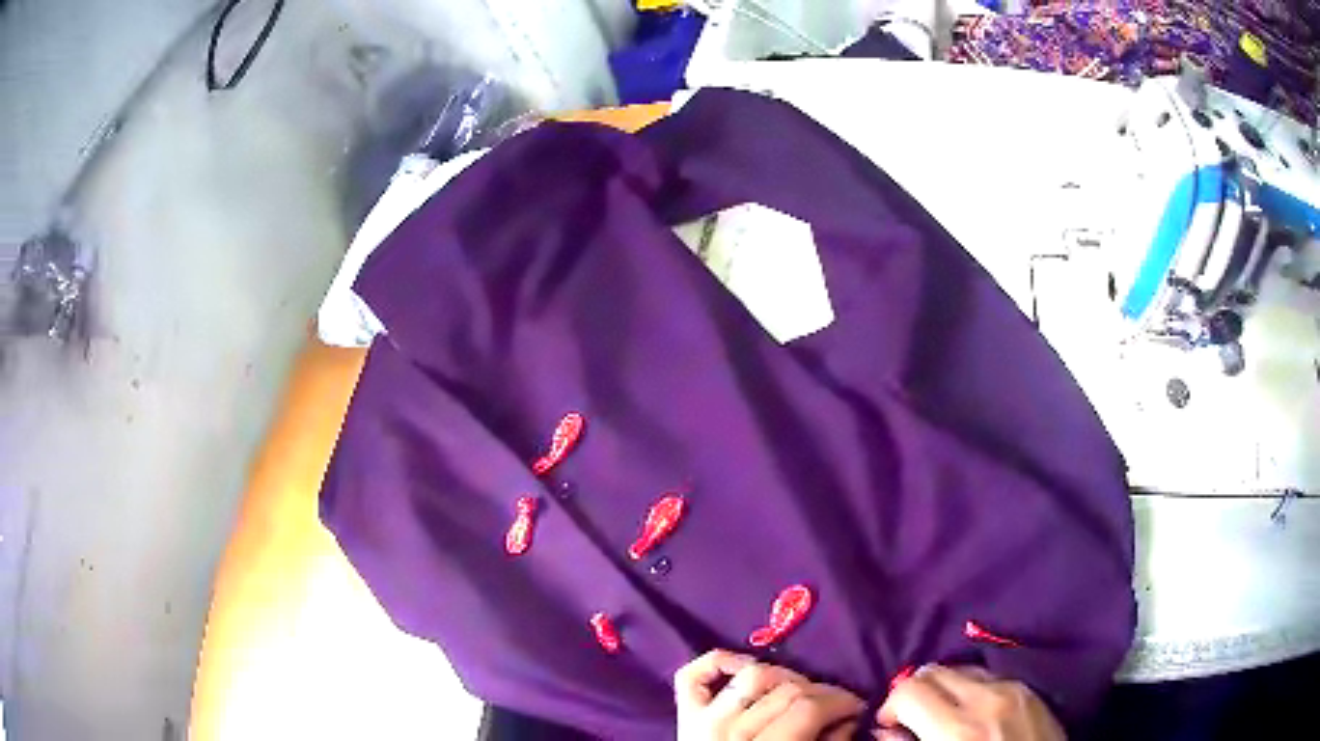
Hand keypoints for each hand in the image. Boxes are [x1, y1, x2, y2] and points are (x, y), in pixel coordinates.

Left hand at [675, 650, 864, 739]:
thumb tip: (848, 718)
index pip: (807, 710)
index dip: (842, 702)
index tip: (858, 707)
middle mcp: (727, 733)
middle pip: (786, 692)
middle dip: (823, 692)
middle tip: (837, 703)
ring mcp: (701, 721)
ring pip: (751, 677)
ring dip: (784, 677)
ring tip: (801, 692)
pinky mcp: (684, 715)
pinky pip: (692, 675)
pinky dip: (719, 662)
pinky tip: (746, 667)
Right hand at [875, 665, 1064, 740]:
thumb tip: (885, 731)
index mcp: (959, 728)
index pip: (911, 689)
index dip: (890, 705)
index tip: (888, 724)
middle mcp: (988, 698)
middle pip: (936, 670)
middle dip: (916, 691)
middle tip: (910, 717)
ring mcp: (1015, 690)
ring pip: (964, 668)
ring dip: (945, 688)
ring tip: (943, 714)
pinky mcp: (1032, 691)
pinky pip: (992, 677)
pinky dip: (973, 689)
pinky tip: (975, 712)